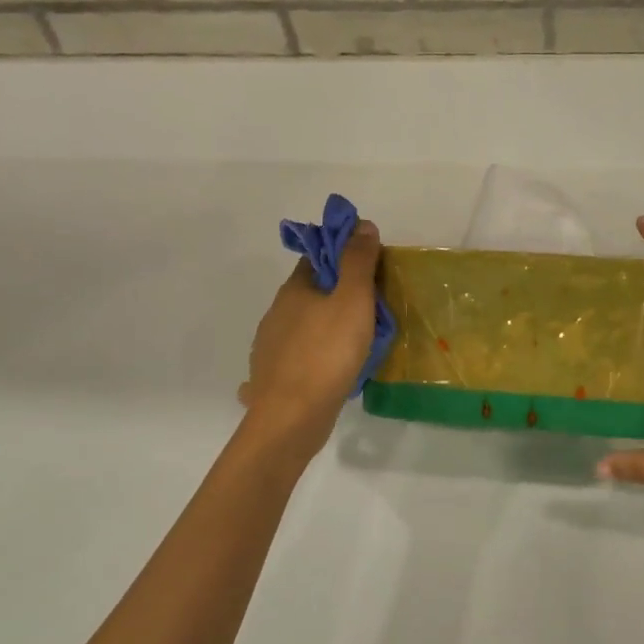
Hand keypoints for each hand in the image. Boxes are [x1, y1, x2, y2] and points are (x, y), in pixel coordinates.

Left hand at [238, 219, 382, 438]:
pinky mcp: (273, 378)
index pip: (316, 258)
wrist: (291, 418)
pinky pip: (299, 359)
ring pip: (303, 327)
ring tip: (356, 343)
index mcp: (294, 290)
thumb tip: (362, 225)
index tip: (370, 268)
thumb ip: (358, 262)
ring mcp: (271, 348)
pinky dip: (315, 358)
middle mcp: (277, 314)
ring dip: (325, 328)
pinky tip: (331, 372)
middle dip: (337, 295)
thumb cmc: (327, 353)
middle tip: (373, 309)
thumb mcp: (352, 300)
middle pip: (310, 293)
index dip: (342, 256)